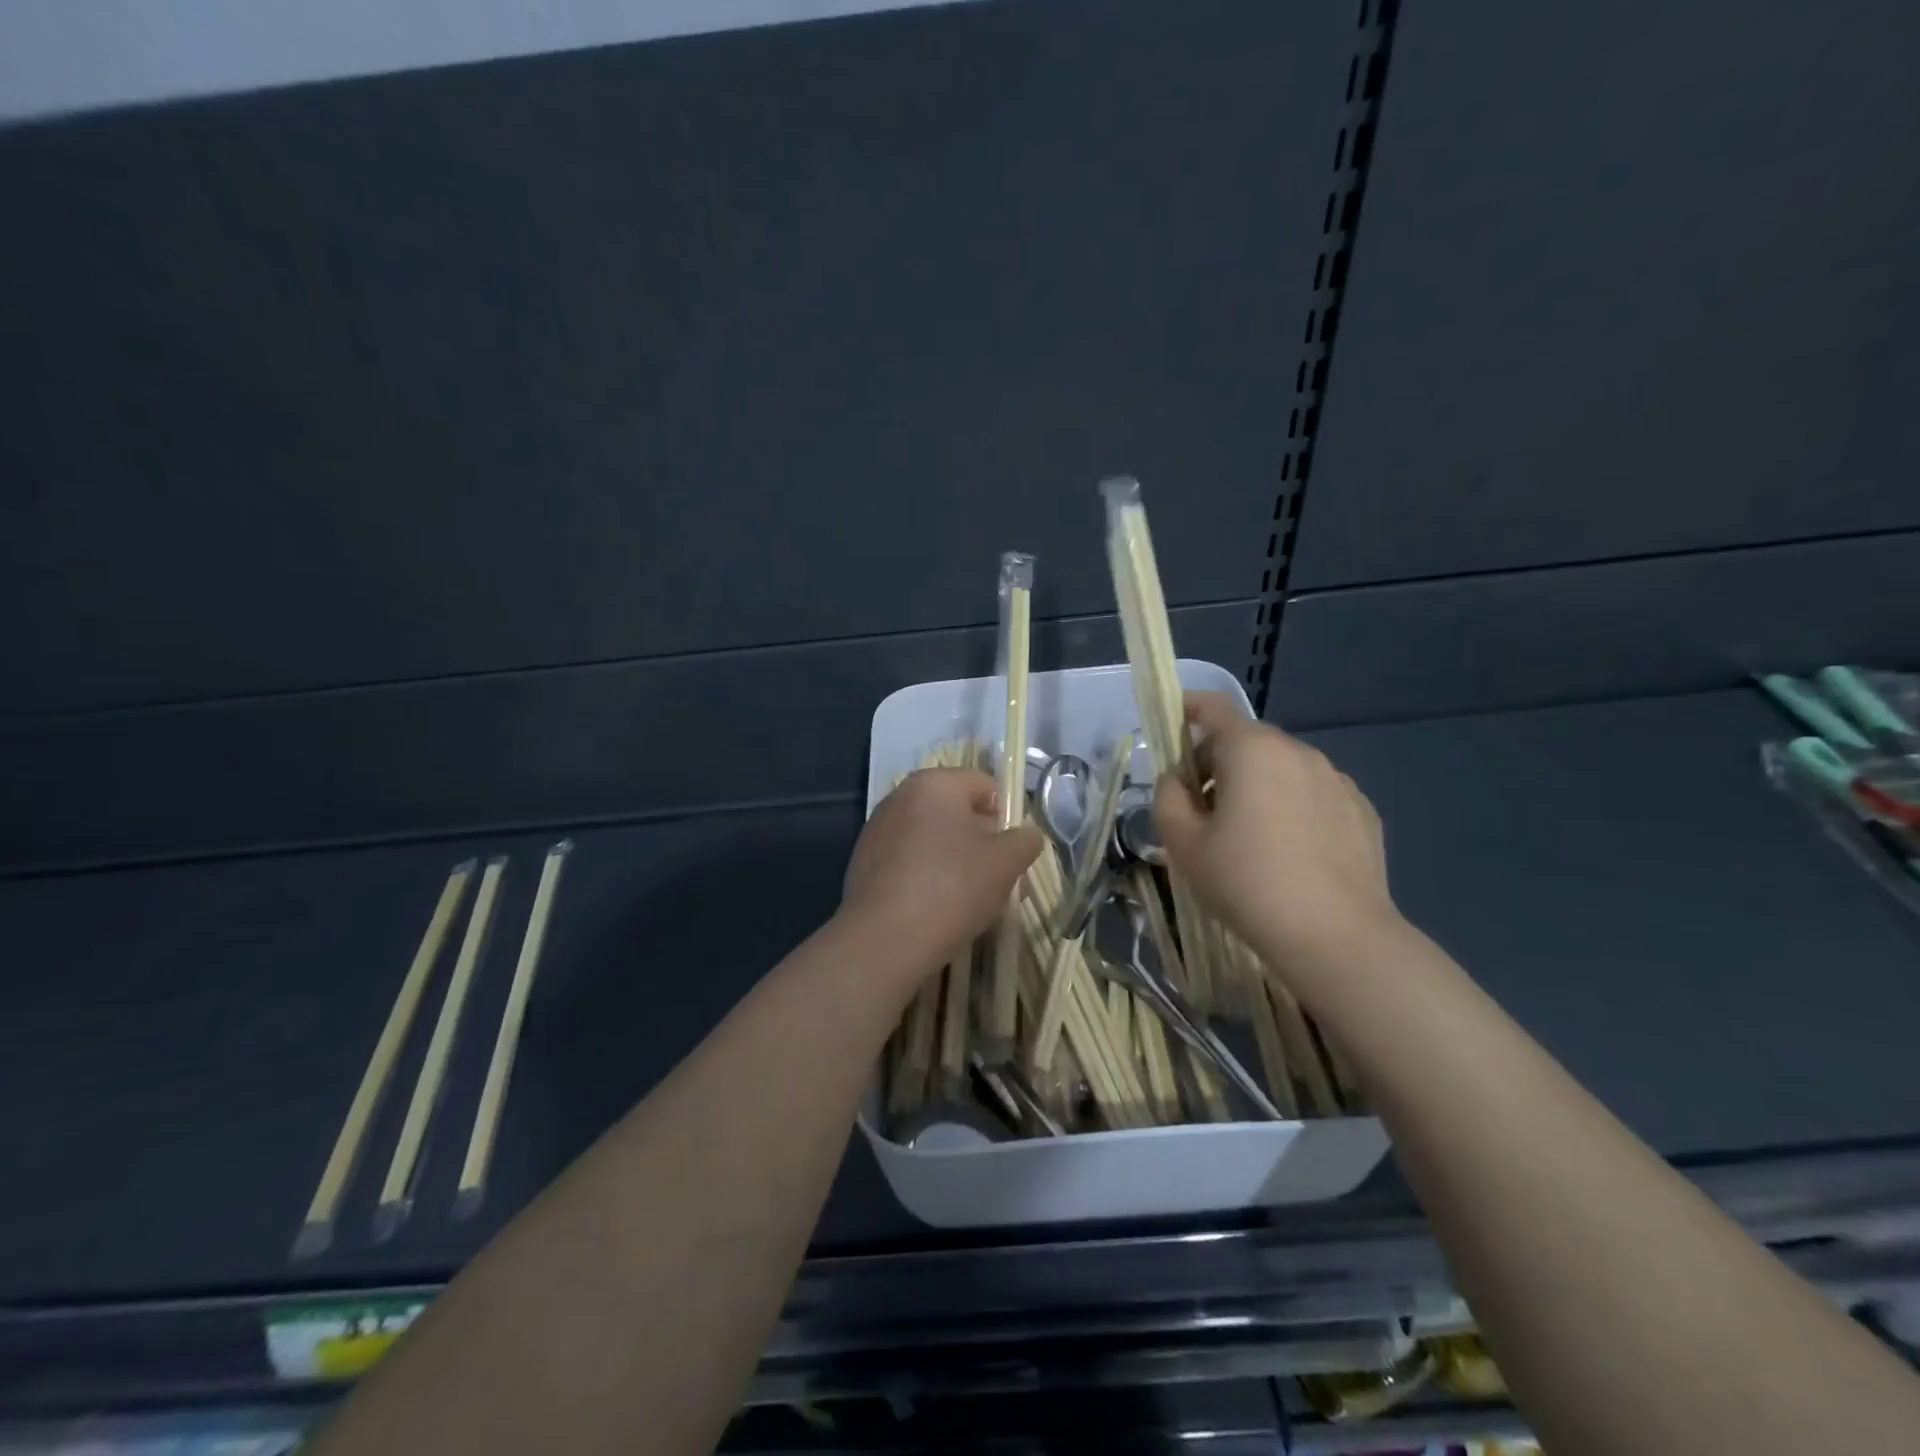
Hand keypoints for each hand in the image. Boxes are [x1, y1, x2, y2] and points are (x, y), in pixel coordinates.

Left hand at [841, 768, 1042, 979]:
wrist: (883, 941)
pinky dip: (926, 876)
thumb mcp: (1005, 863)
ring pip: (931, 838)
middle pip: (955, 811)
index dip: (1007, 815)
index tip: (1013, 851)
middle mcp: (900, 797)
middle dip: (980, 840)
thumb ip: (1024, 841)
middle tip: (997, 878)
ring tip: (968, 899)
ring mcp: (877, 830)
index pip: (984, 785)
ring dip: (954, 859)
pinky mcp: (863, 863)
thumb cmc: (951, 888)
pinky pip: (908, 861)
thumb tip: (1025, 835)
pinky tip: (936, 909)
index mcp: (934, 783)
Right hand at [1153, 693, 1401, 971]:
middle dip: (1218, 762)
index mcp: (1252, 750)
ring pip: (1283, 769)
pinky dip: (1293, 807)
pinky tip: (1290, 854)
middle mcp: (1298, 752)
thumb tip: (1179, 779)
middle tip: (1202, 809)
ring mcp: (1337, 780)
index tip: (1173, 725)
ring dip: (1258, 786)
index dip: (1188, 709)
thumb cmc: (1246, 882)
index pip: (1213, 707)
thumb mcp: (1183, 842)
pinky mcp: (1362, 811)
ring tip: (1249, 837)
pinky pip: (1314, 794)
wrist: (1335, 936)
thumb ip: (1168, 796)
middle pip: (1247, 741)